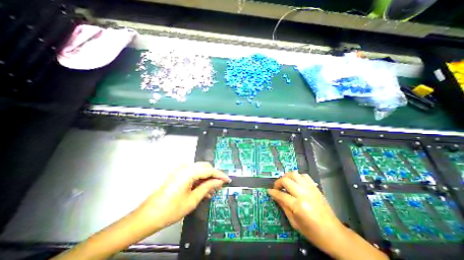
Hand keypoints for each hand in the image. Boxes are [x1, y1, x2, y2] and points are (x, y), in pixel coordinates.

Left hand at [136, 161, 229, 230]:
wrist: (147, 216)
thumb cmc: (171, 209)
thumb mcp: (193, 199)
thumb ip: (207, 187)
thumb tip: (219, 182)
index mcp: (188, 172)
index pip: (209, 170)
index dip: (220, 175)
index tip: (227, 180)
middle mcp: (185, 167)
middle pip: (205, 167)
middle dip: (213, 176)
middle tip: (219, 186)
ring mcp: (180, 170)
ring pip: (199, 170)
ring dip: (206, 178)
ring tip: (211, 191)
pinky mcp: (178, 174)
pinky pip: (192, 174)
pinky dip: (199, 180)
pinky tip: (202, 189)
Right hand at [268, 170, 387, 259]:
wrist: (335, 234)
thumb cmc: (313, 233)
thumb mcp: (294, 223)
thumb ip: (283, 207)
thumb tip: (274, 196)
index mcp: (298, 206)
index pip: (281, 195)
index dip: (273, 192)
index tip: (269, 191)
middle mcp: (304, 194)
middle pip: (286, 181)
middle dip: (278, 183)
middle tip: (276, 187)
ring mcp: (310, 189)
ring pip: (294, 174)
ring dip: (287, 177)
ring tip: (285, 183)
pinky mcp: (315, 187)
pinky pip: (304, 176)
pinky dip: (297, 177)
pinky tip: (296, 183)